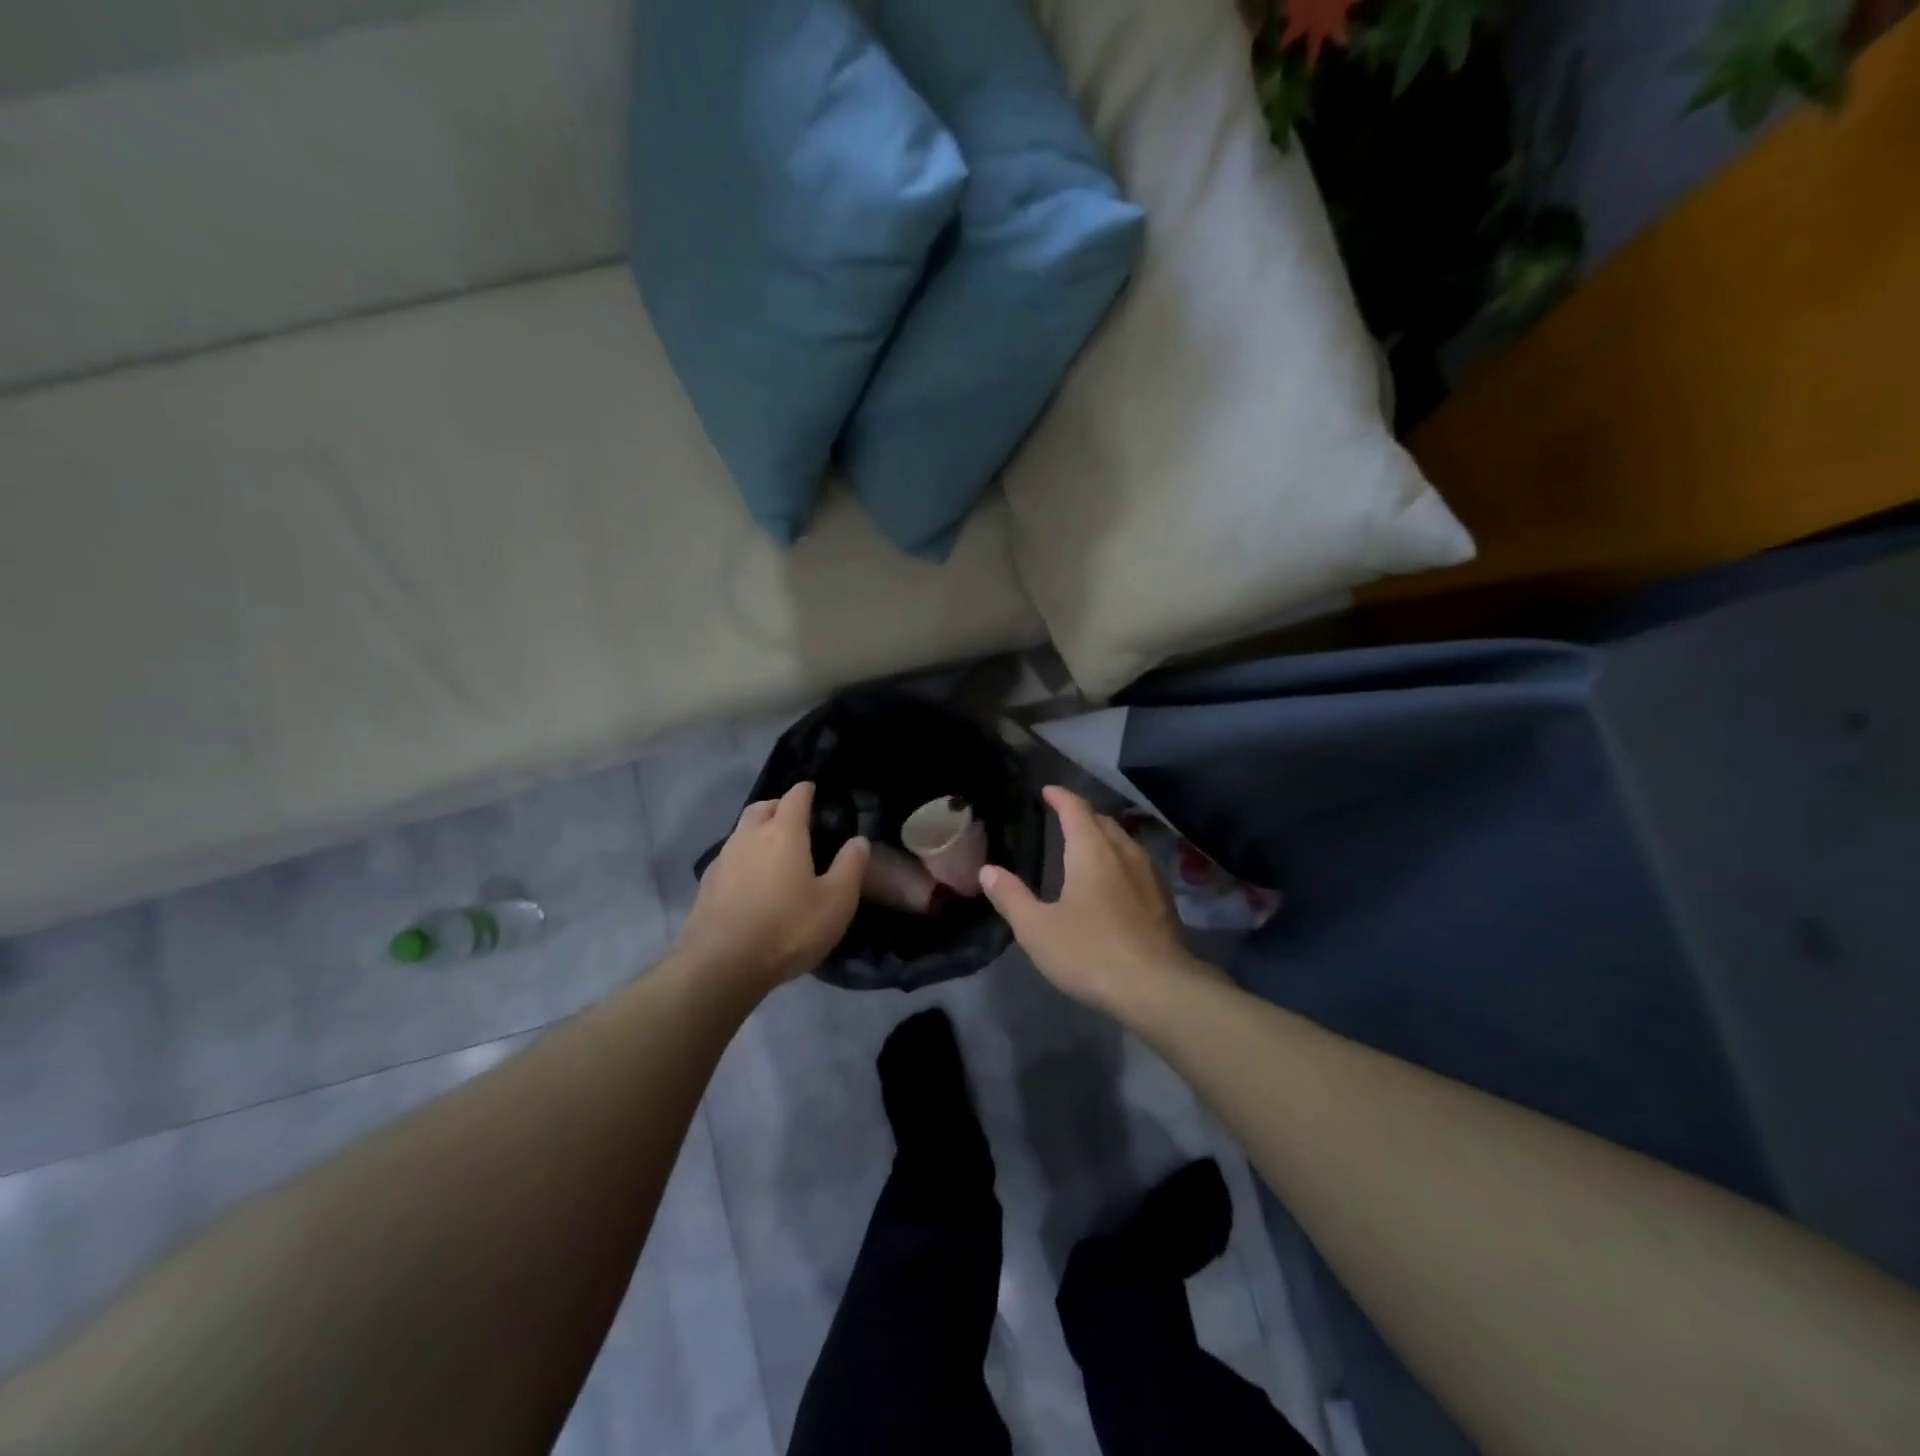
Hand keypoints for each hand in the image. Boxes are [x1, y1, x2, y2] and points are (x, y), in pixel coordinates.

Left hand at [676, 782, 868, 995]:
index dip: (806, 791)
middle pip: (762, 807)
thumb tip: (859, 840)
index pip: (795, 796)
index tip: (815, 792)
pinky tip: (752, 880)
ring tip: (775, 850)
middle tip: (796, 820)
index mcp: (783, 832)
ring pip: (742, 831)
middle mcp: (749, 836)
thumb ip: (851, 866)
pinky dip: (744, 857)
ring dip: (758, 831)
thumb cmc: (788, 928)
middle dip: (779, 806)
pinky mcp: (706, 884)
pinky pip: (729, 857)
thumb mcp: (836, 902)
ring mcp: (723, 859)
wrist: (722, 965)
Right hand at [980, 786, 1219, 1015]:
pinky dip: (1120, 859)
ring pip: (1124, 842)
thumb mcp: (1038, 929)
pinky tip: (1115, 881)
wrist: (1159, 988)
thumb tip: (987, 871)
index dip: (1060, 796)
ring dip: (1104, 837)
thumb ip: (1011, 897)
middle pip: (1103, 821)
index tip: (1047, 790)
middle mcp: (1124, 852)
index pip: (1076, 809)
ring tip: (1087, 847)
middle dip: (1082, 815)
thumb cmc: (1091, 952)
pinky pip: (1138, 864)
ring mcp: (1150, 875)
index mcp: (1092, 851)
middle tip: (1063, 819)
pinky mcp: (1164, 900)